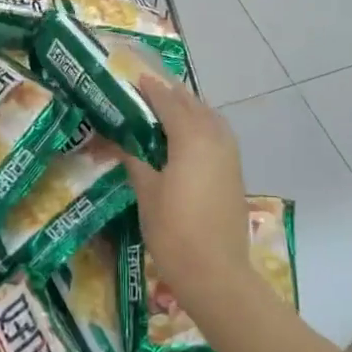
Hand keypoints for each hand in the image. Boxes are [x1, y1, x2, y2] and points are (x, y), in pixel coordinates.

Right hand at [121, 77, 252, 316]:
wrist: (216, 273)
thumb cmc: (174, 231)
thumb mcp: (147, 192)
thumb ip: (134, 159)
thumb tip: (117, 141)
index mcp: (191, 137)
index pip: (169, 102)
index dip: (151, 89)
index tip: (134, 78)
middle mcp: (215, 138)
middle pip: (193, 105)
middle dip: (171, 95)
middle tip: (147, 91)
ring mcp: (230, 155)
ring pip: (210, 118)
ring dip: (190, 109)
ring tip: (167, 110)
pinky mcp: (235, 172)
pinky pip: (218, 134)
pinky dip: (203, 126)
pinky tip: (187, 137)